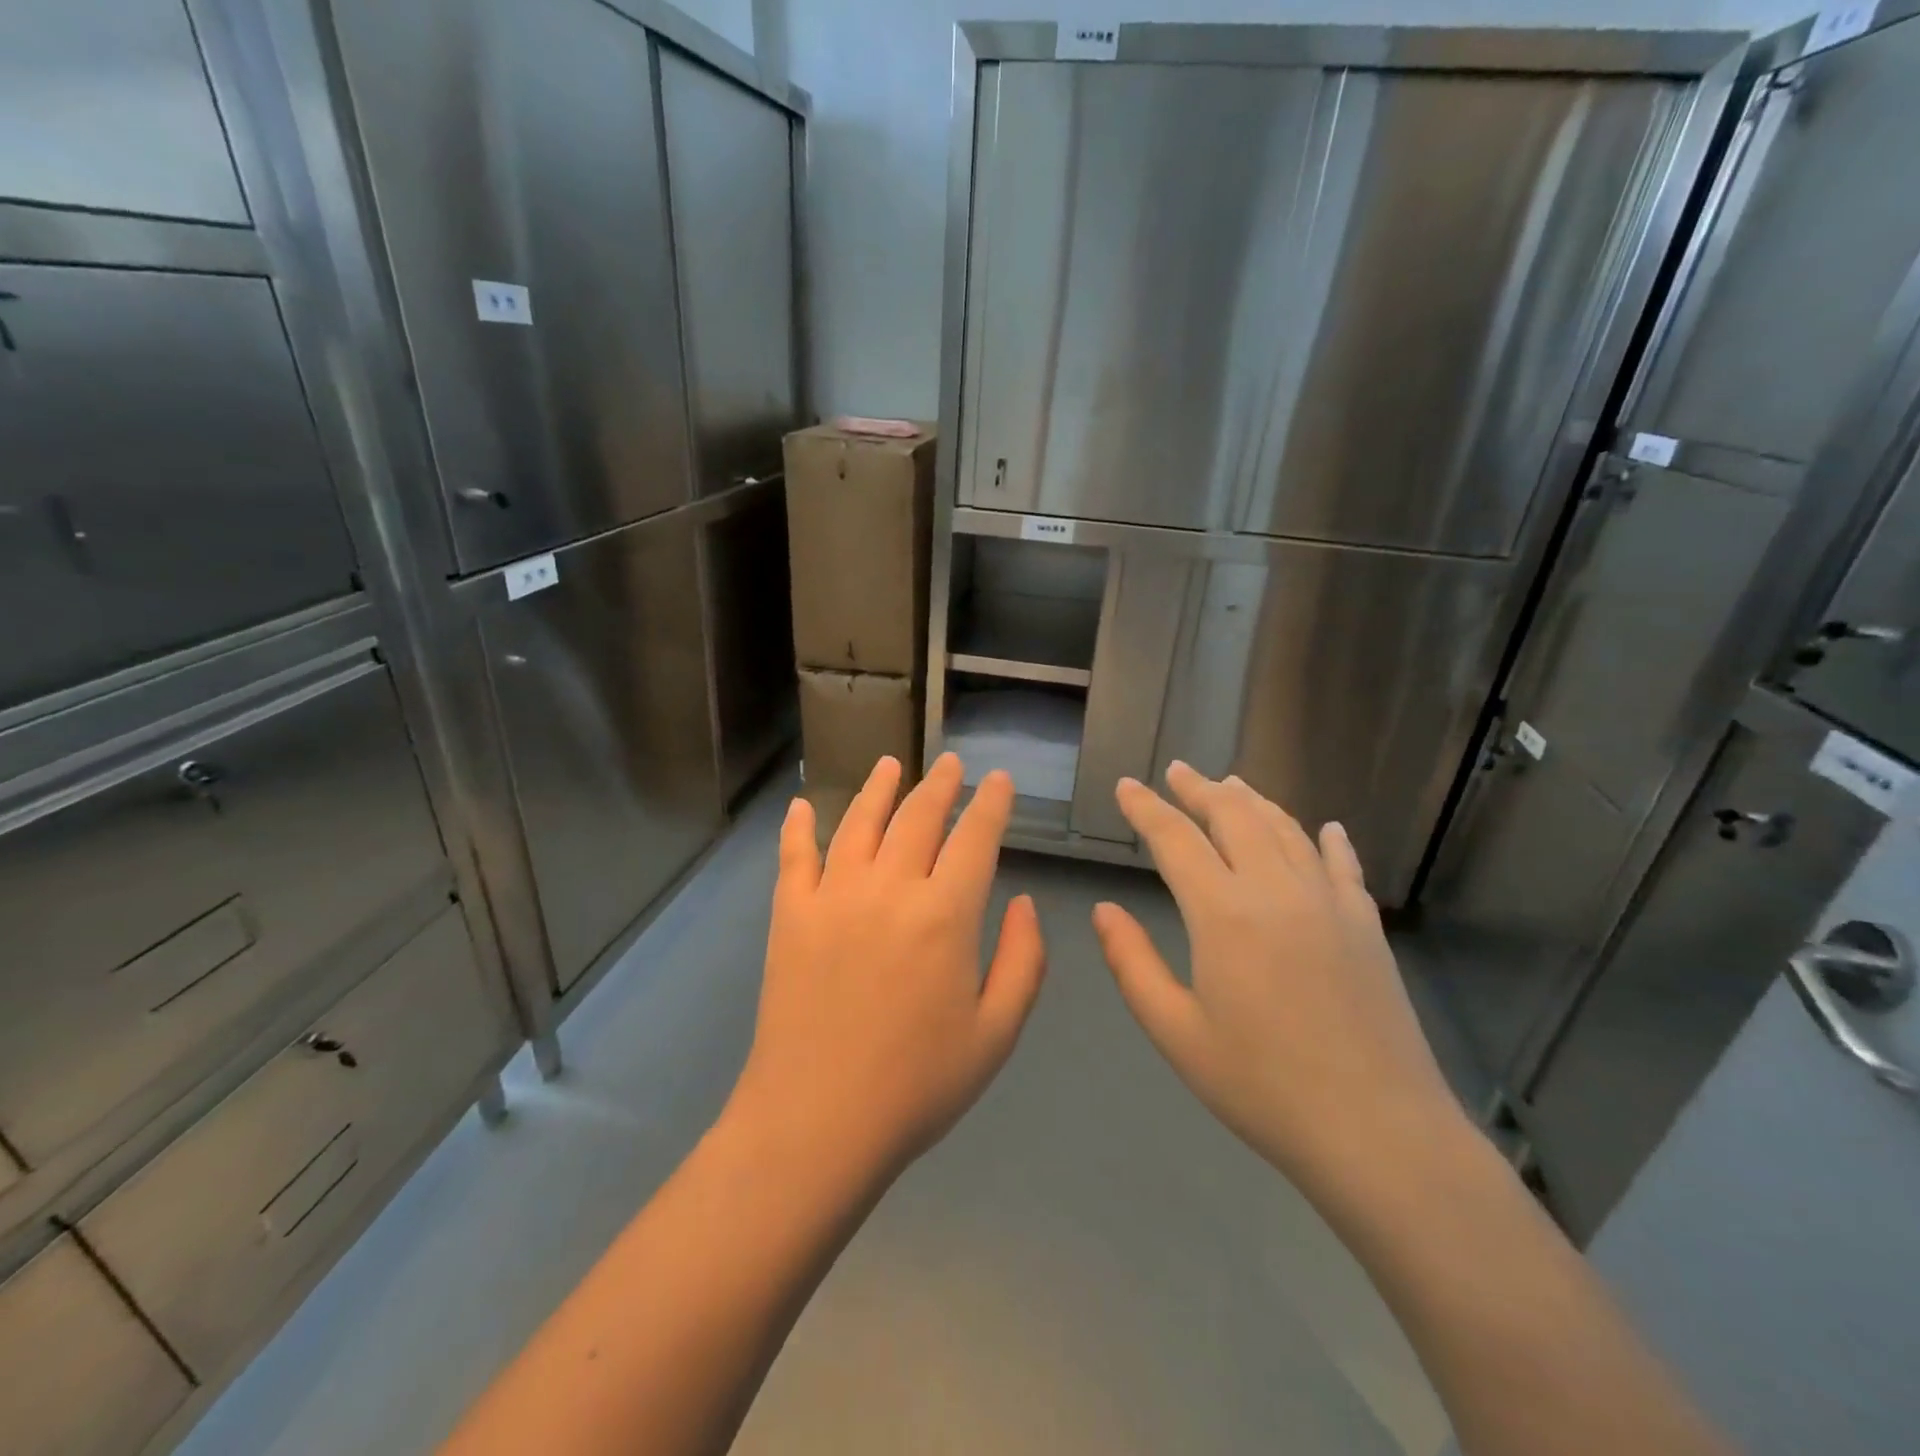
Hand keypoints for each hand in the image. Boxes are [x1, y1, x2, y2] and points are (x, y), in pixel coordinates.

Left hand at [728, 753, 1046, 1184]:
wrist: (817, 1122)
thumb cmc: (918, 1085)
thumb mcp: (997, 1032)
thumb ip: (1024, 960)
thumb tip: (1024, 901)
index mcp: (945, 914)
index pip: (975, 838)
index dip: (991, 804)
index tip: (999, 781)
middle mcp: (889, 888)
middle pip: (919, 817)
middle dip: (941, 785)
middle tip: (952, 763)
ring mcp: (833, 896)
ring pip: (859, 822)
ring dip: (879, 788)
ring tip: (890, 763)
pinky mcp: (790, 915)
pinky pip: (795, 856)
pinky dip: (798, 827)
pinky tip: (802, 806)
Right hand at [1092, 763, 1464, 1191]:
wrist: (1379, 1133)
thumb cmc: (1263, 1086)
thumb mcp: (1176, 1032)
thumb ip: (1132, 963)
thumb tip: (1103, 909)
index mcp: (1223, 913)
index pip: (1176, 840)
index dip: (1146, 808)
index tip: (1126, 785)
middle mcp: (1276, 890)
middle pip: (1234, 817)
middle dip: (1199, 789)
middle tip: (1176, 771)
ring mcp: (1329, 903)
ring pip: (1286, 829)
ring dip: (1253, 801)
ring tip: (1230, 784)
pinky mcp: (1366, 926)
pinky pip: (1342, 865)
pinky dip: (1327, 840)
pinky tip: (1325, 828)